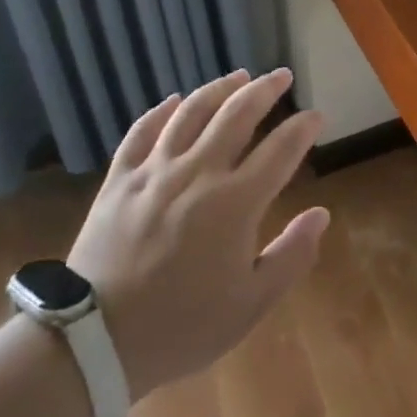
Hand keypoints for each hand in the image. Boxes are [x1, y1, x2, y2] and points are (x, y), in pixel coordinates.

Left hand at [70, 68, 327, 399]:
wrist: (95, 341)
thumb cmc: (182, 327)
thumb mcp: (251, 304)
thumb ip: (292, 255)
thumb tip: (321, 214)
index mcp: (235, 203)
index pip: (280, 150)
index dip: (303, 128)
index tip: (316, 116)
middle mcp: (197, 173)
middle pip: (237, 115)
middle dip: (265, 90)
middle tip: (281, 75)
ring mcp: (154, 172)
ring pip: (191, 112)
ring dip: (219, 88)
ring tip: (239, 75)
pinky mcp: (119, 180)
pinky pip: (142, 132)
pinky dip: (161, 111)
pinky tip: (175, 100)